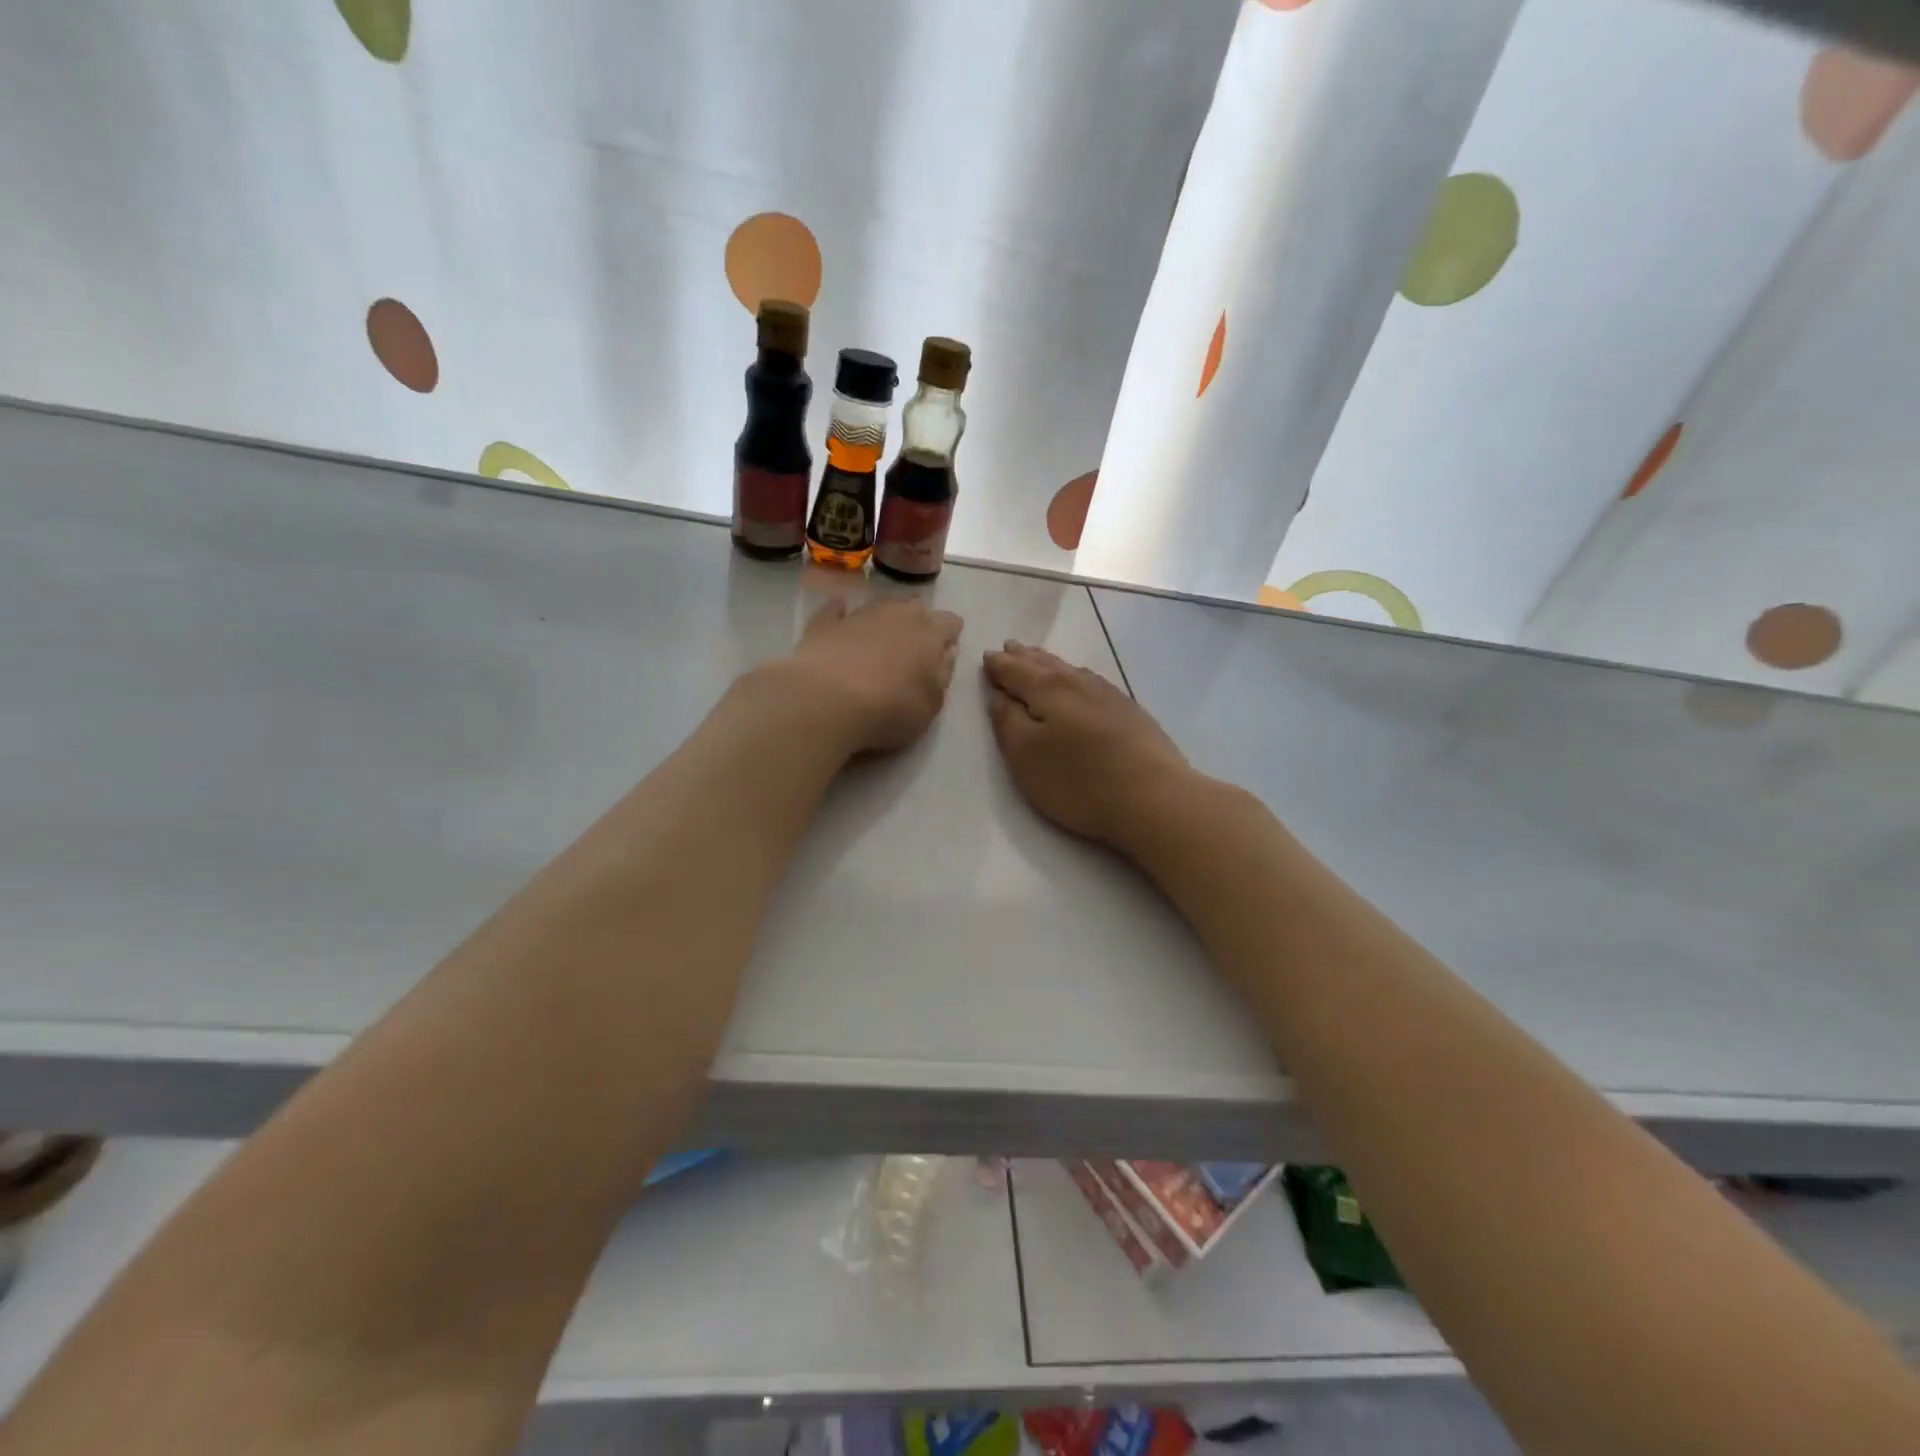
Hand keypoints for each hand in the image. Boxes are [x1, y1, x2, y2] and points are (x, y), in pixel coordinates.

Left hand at [783, 597, 963, 755]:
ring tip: (880, 638)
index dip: (951, 634)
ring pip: (879, 606)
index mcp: (929, 633)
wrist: (827, 700)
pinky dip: (841, 613)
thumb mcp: (932, 703)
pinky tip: (839, 617)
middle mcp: (896, 614)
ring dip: (883, 618)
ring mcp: (858, 615)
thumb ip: (943, 674)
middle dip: (918, 621)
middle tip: (913, 645)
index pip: (950, 622)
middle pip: (915, 607)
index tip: (947, 648)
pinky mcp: (824, 623)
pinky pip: (836, 610)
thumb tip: (945, 652)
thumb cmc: (890, 708)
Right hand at [983, 641, 1195, 851]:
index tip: (986, 657)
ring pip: (1070, 670)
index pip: (1014, 670)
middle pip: (1044, 664)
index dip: (997, 665)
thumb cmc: (1078, 780)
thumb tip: (998, 693)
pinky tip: (1079, 683)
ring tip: (1037, 659)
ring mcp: (1108, 694)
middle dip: (1023, 657)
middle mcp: (1077, 681)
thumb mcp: (1025, 755)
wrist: (1153, 798)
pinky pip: (1090, 682)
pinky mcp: (1130, 712)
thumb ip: (1006, 720)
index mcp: (1047, 688)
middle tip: (1009, 647)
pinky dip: (1074, 677)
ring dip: (1049, 663)